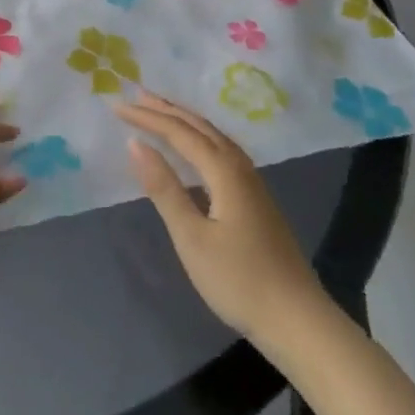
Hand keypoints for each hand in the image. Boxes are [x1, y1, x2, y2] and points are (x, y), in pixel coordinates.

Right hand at [115, 90, 325, 340]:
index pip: (179, 133)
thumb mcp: (192, 237)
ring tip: (161, 111)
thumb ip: (164, 188)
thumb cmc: (238, 280)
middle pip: (200, 126)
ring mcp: (252, 182)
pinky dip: (200, 137)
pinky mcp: (256, 198)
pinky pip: (222, 149)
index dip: (147, 117)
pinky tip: (195, 148)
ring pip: (214, 136)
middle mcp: (240, 167)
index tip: (116, 107)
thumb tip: (135, 144)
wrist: (298, 320)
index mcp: (224, 172)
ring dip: (185, 120)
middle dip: (167, 109)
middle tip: (136, 94)